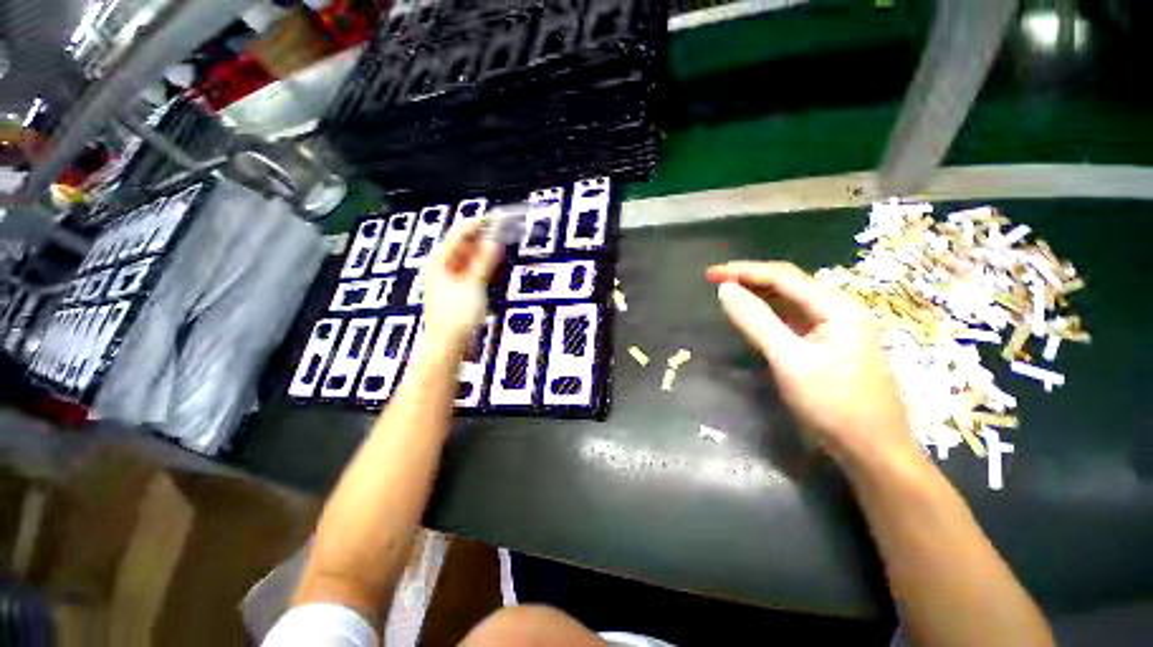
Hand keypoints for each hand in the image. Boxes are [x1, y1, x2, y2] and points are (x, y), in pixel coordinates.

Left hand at [422, 218, 502, 349]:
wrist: (448, 344)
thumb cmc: (457, 314)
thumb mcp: (473, 284)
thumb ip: (484, 261)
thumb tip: (495, 240)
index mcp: (439, 260)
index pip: (459, 234)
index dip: (478, 225)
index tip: (497, 218)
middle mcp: (441, 266)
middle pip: (463, 245)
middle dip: (482, 238)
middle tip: (504, 231)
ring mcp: (449, 279)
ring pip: (468, 258)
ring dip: (483, 252)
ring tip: (502, 244)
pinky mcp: (457, 290)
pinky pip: (470, 271)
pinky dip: (481, 266)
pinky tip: (493, 264)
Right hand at [706, 261, 917, 466]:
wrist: (873, 450)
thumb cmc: (833, 405)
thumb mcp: (789, 360)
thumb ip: (756, 321)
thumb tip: (725, 290)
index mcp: (835, 307)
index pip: (782, 276)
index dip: (743, 271)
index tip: (710, 274)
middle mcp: (838, 310)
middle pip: (786, 284)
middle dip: (748, 279)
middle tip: (714, 281)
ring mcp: (834, 328)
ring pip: (788, 302)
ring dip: (756, 295)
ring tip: (726, 293)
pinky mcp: (826, 345)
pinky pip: (791, 320)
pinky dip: (767, 314)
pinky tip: (751, 316)